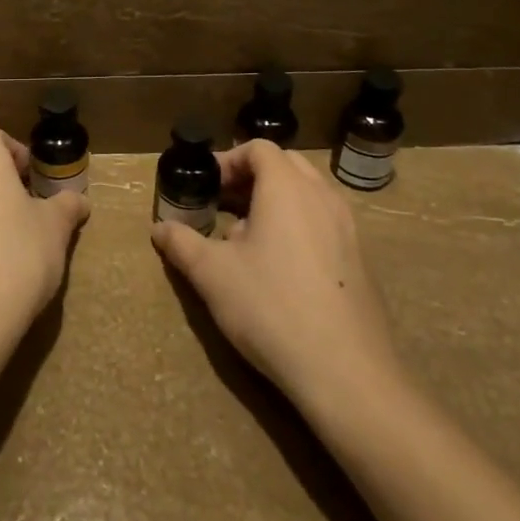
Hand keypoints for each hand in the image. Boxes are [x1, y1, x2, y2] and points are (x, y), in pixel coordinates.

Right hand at [151, 140, 402, 407]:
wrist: (346, 372)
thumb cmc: (271, 307)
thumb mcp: (212, 274)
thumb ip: (182, 243)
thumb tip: (159, 228)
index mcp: (287, 188)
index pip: (258, 148)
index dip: (228, 160)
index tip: (206, 185)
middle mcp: (322, 196)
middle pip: (285, 165)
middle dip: (251, 176)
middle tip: (222, 204)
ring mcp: (348, 227)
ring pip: (308, 193)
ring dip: (275, 200)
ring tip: (246, 236)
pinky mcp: (360, 259)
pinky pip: (324, 221)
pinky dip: (298, 224)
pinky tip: (279, 267)